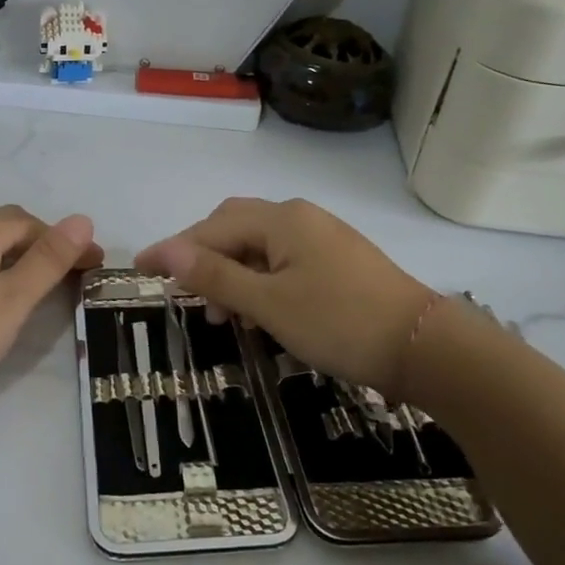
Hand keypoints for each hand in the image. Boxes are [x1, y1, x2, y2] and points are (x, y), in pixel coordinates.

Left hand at [0, 206, 102, 418]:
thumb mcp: (12, 299)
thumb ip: (48, 259)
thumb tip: (83, 218)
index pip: (31, 222)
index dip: (66, 242)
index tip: (95, 268)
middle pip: (6, 228)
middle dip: (43, 246)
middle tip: (72, 277)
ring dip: (18, 260)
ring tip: (41, 288)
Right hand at [135, 198, 434, 394]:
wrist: (424, 346)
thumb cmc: (339, 323)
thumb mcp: (268, 303)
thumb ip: (215, 275)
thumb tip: (165, 251)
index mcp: (281, 219)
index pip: (211, 228)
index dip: (173, 249)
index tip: (140, 268)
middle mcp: (300, 217)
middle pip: (234, 227)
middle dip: (203, 256)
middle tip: (181, 291)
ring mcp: (322, 237)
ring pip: (259, 246)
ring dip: (231, 272)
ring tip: (219, 315)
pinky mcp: (337, 260)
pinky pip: (282, 260)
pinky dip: (259, 280)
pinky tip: (256, 310)